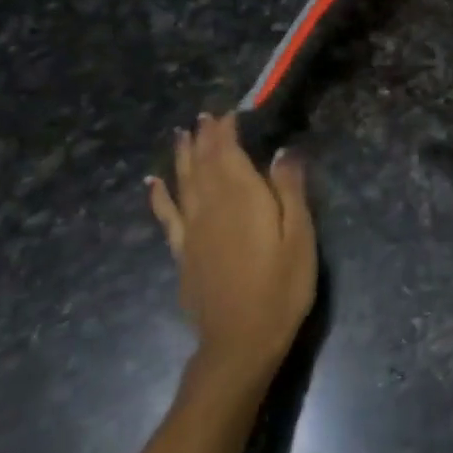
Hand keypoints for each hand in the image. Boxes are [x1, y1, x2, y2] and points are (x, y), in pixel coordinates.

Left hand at [146, 115, 316, 383]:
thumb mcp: (299, 237)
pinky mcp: (182, 252)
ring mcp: (192, 230)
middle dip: (204, 137)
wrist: (240, 341)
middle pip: (203, 162)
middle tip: (204, 116)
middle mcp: (211, 205)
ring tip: (181, 135)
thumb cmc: (281, 287)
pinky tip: (152, 183)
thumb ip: (289, 190)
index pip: (228, 152)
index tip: (230, 111)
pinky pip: (166, 215)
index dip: (226, 129)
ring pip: (183, 182)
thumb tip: (282, 151)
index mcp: (242, 197)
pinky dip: (158, 195)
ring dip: (182, 156)